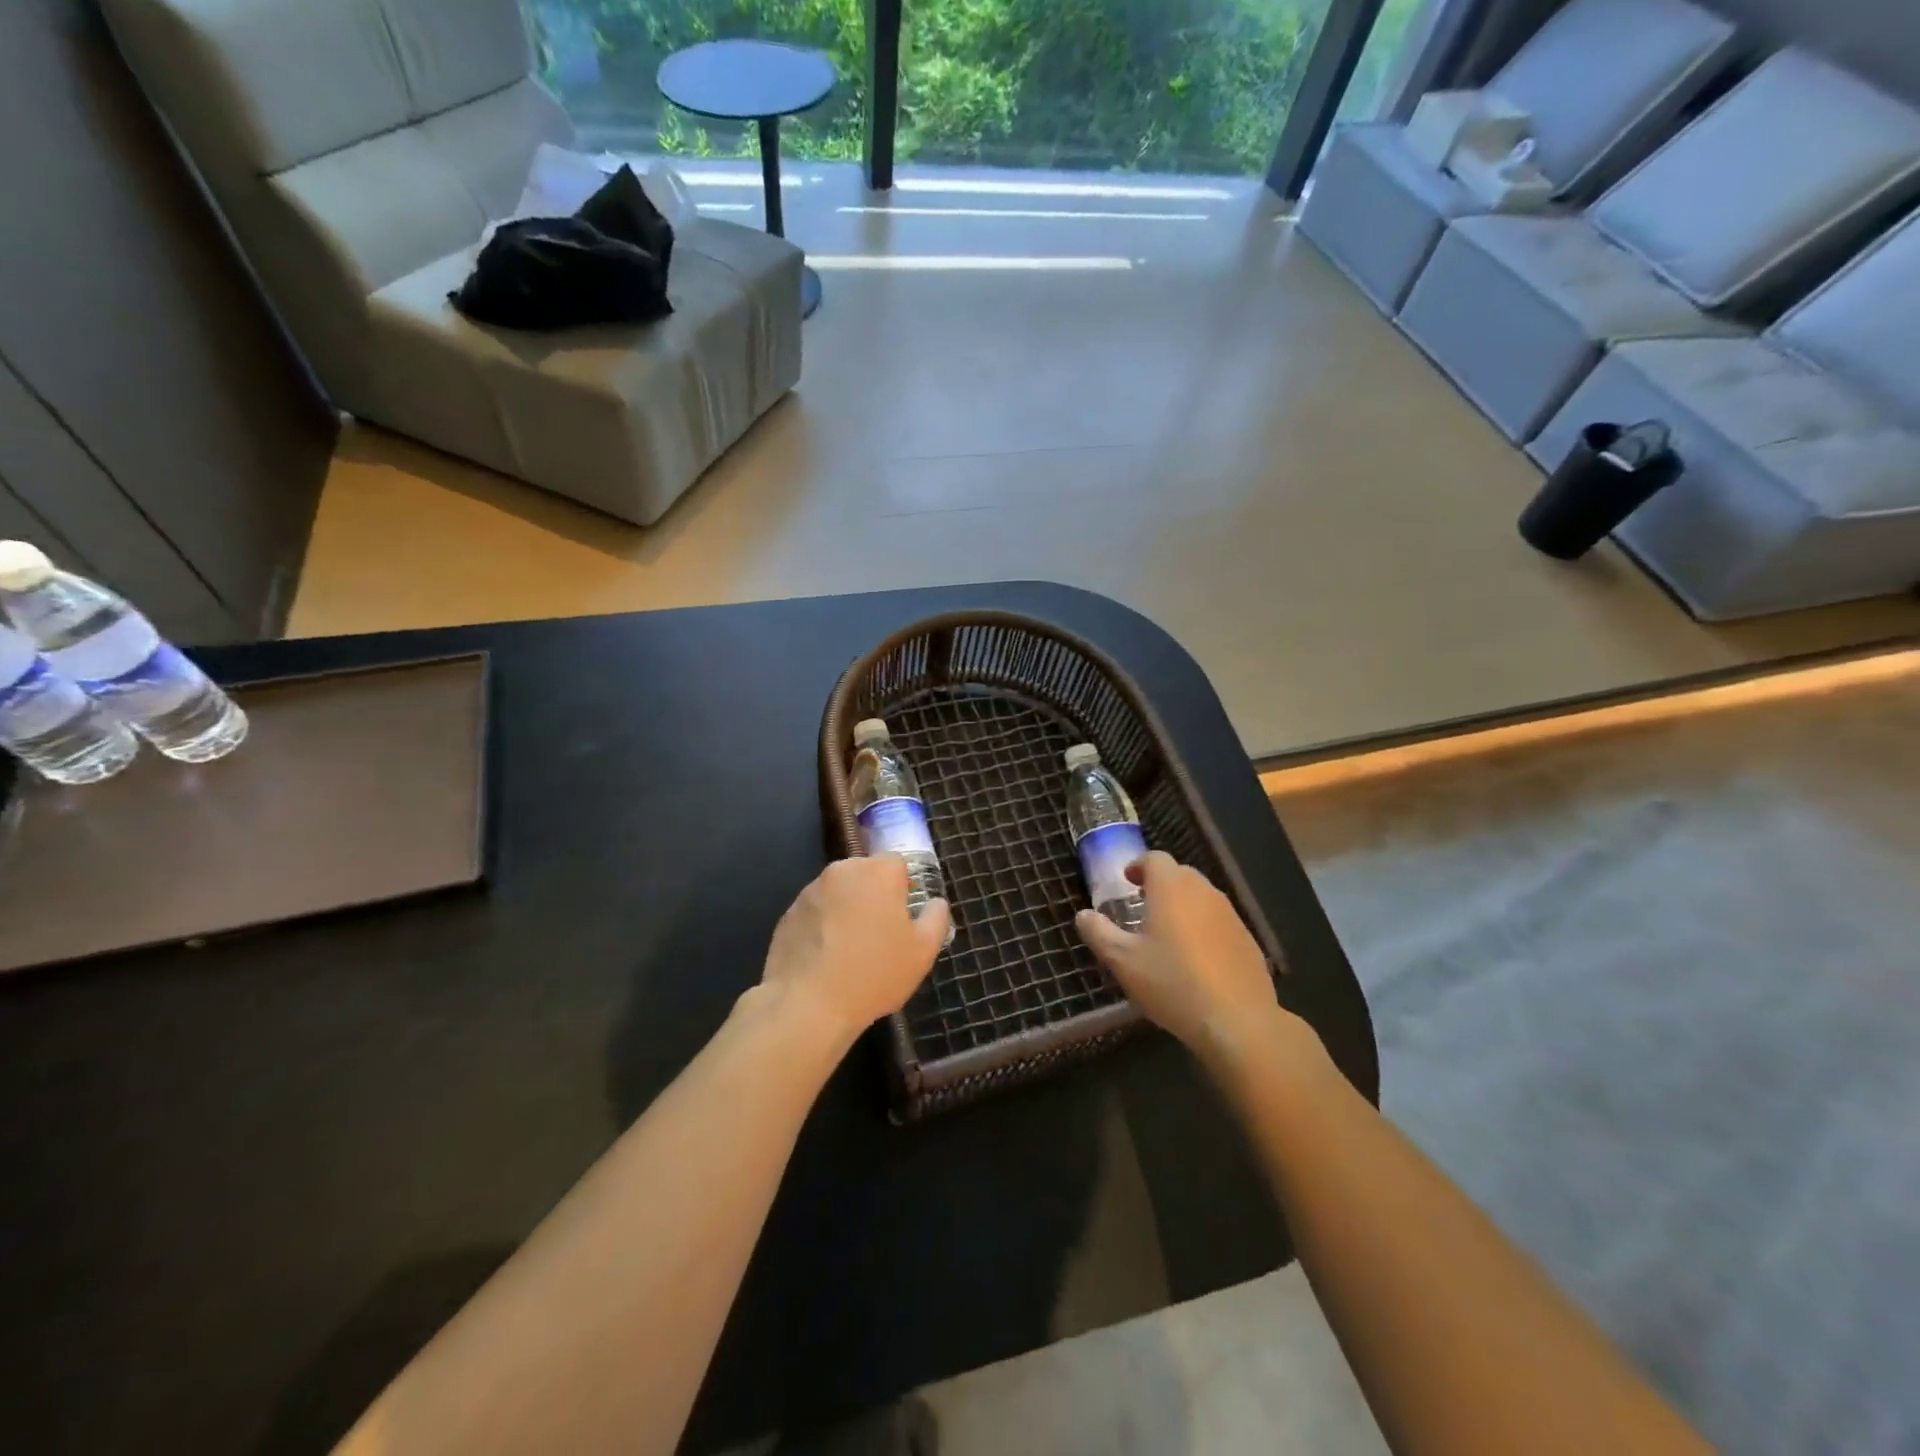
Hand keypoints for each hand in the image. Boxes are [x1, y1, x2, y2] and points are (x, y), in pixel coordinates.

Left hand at [760, 855, 951, 1042]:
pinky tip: (826, 959)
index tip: (902, 918)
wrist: (807, 1005)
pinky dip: (822, 927)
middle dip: (874, 897)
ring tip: (850, 951)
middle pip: (865, 875)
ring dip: (847, 910)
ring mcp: (810, 891)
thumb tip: (936, 903)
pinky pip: (815, 913)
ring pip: (839, 893)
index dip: (903, 889)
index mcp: (877, 872)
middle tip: (880, 936)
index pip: (897, 864)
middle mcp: (842, 871)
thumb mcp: (922, 952)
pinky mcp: (788, 913)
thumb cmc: (874, 974)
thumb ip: (935, 918)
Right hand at [1076, 851, 1277, 1049]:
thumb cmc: (1172, 983)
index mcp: (1171, 889)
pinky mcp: (1248, 939)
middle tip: (1143, 906)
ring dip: (1183, 905)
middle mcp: (1203, 892)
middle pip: (1180, 874)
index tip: (1127, 881)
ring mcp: (1230, 915)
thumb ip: (1098, 932)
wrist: (1237, 1021)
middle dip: (1160, 883)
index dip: (1139, 866)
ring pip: (1202, 897)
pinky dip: (1204, 927)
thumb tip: (1083, 915)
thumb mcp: (1122, 961)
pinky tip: (1196, 959)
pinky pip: (1219, 921)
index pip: (1155, 859)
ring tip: (1167, 933)